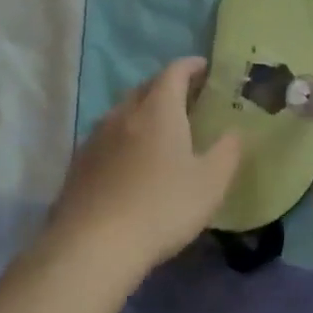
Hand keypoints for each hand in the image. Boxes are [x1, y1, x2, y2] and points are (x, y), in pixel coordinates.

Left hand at [47, 58, 241, 273]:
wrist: (93, 247)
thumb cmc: (162, 207)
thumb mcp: (211, 183)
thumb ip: (227, 152)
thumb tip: (234, 132)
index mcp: (158, 110)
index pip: (174, 72)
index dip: (191, 66)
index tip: (205, 68)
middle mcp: (124, 114)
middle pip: (145, 88)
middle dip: (167, 87)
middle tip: (187, 99)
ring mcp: (95, 138)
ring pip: (122, 112)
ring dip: (142, 112)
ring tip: (159, 129)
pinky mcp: (78, 165)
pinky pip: (106, 138)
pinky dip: (123, 138)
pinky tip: (130, 162)